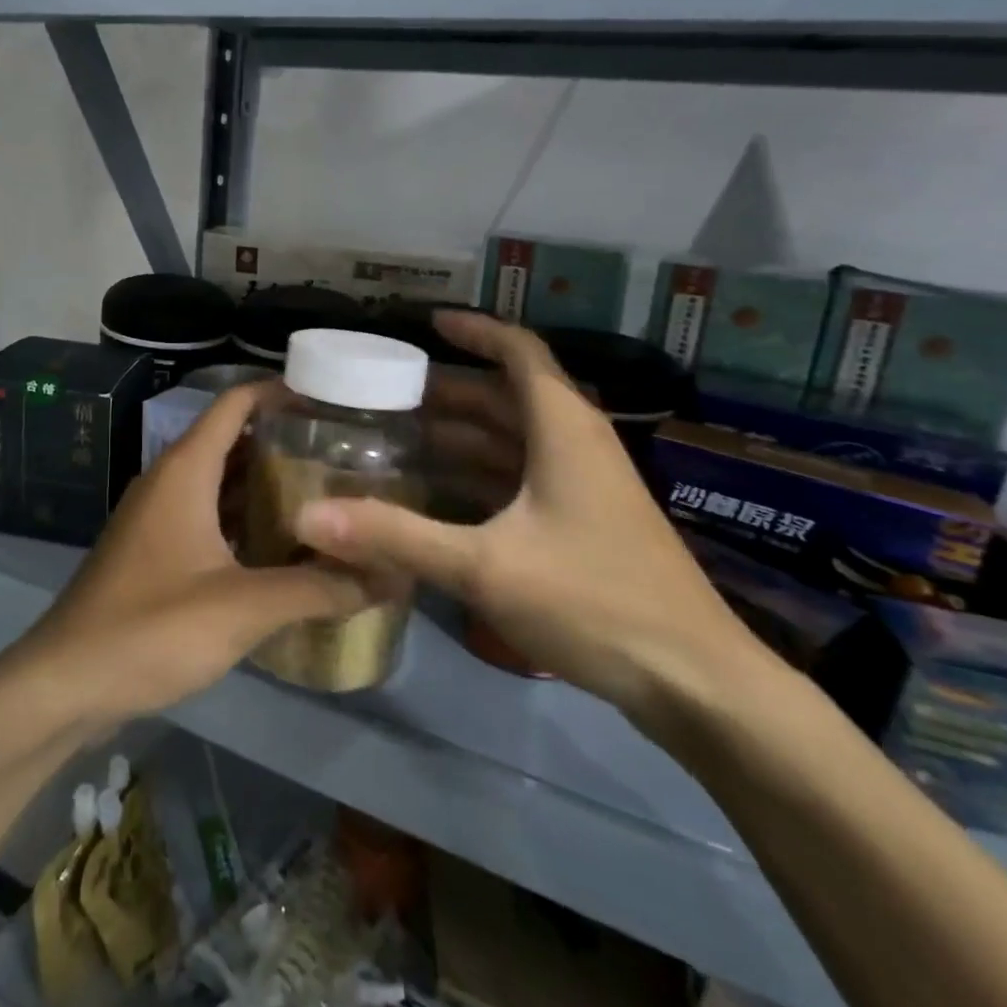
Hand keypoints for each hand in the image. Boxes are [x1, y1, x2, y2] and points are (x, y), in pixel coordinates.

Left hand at [20, 383, 385, 726]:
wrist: (65, 684)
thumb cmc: (151, 628)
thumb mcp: (243, 608)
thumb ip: (317, 589)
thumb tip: (388, 576)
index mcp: (185, 471)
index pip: (235, 404)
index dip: (280, 392)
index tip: (332, 400)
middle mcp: (169, 482)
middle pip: (232, 441)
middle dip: (284, 443)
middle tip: (344, 455)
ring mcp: (158, 518)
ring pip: (220, 483)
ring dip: (265, 485)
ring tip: (325, 495)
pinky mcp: (154, 553)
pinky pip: (208, 518)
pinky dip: (244, 521)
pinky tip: (283, 547)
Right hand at [294, 313, 764, 729]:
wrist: (696, 683)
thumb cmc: (595, 602)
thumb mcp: (486, 566)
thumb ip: (396, 536)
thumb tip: (309, 515)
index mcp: (563, 428)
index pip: (518, 351)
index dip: (475, 330)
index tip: (427, 323)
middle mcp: (576, 444)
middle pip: (508, 396)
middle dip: (450, 391)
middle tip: (389, 393)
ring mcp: (585, 486)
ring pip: (514, 440)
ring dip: (462, 435)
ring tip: (401, 438)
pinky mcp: (585, 524)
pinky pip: (521, 479)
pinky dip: (480, 475)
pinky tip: (440, 495)